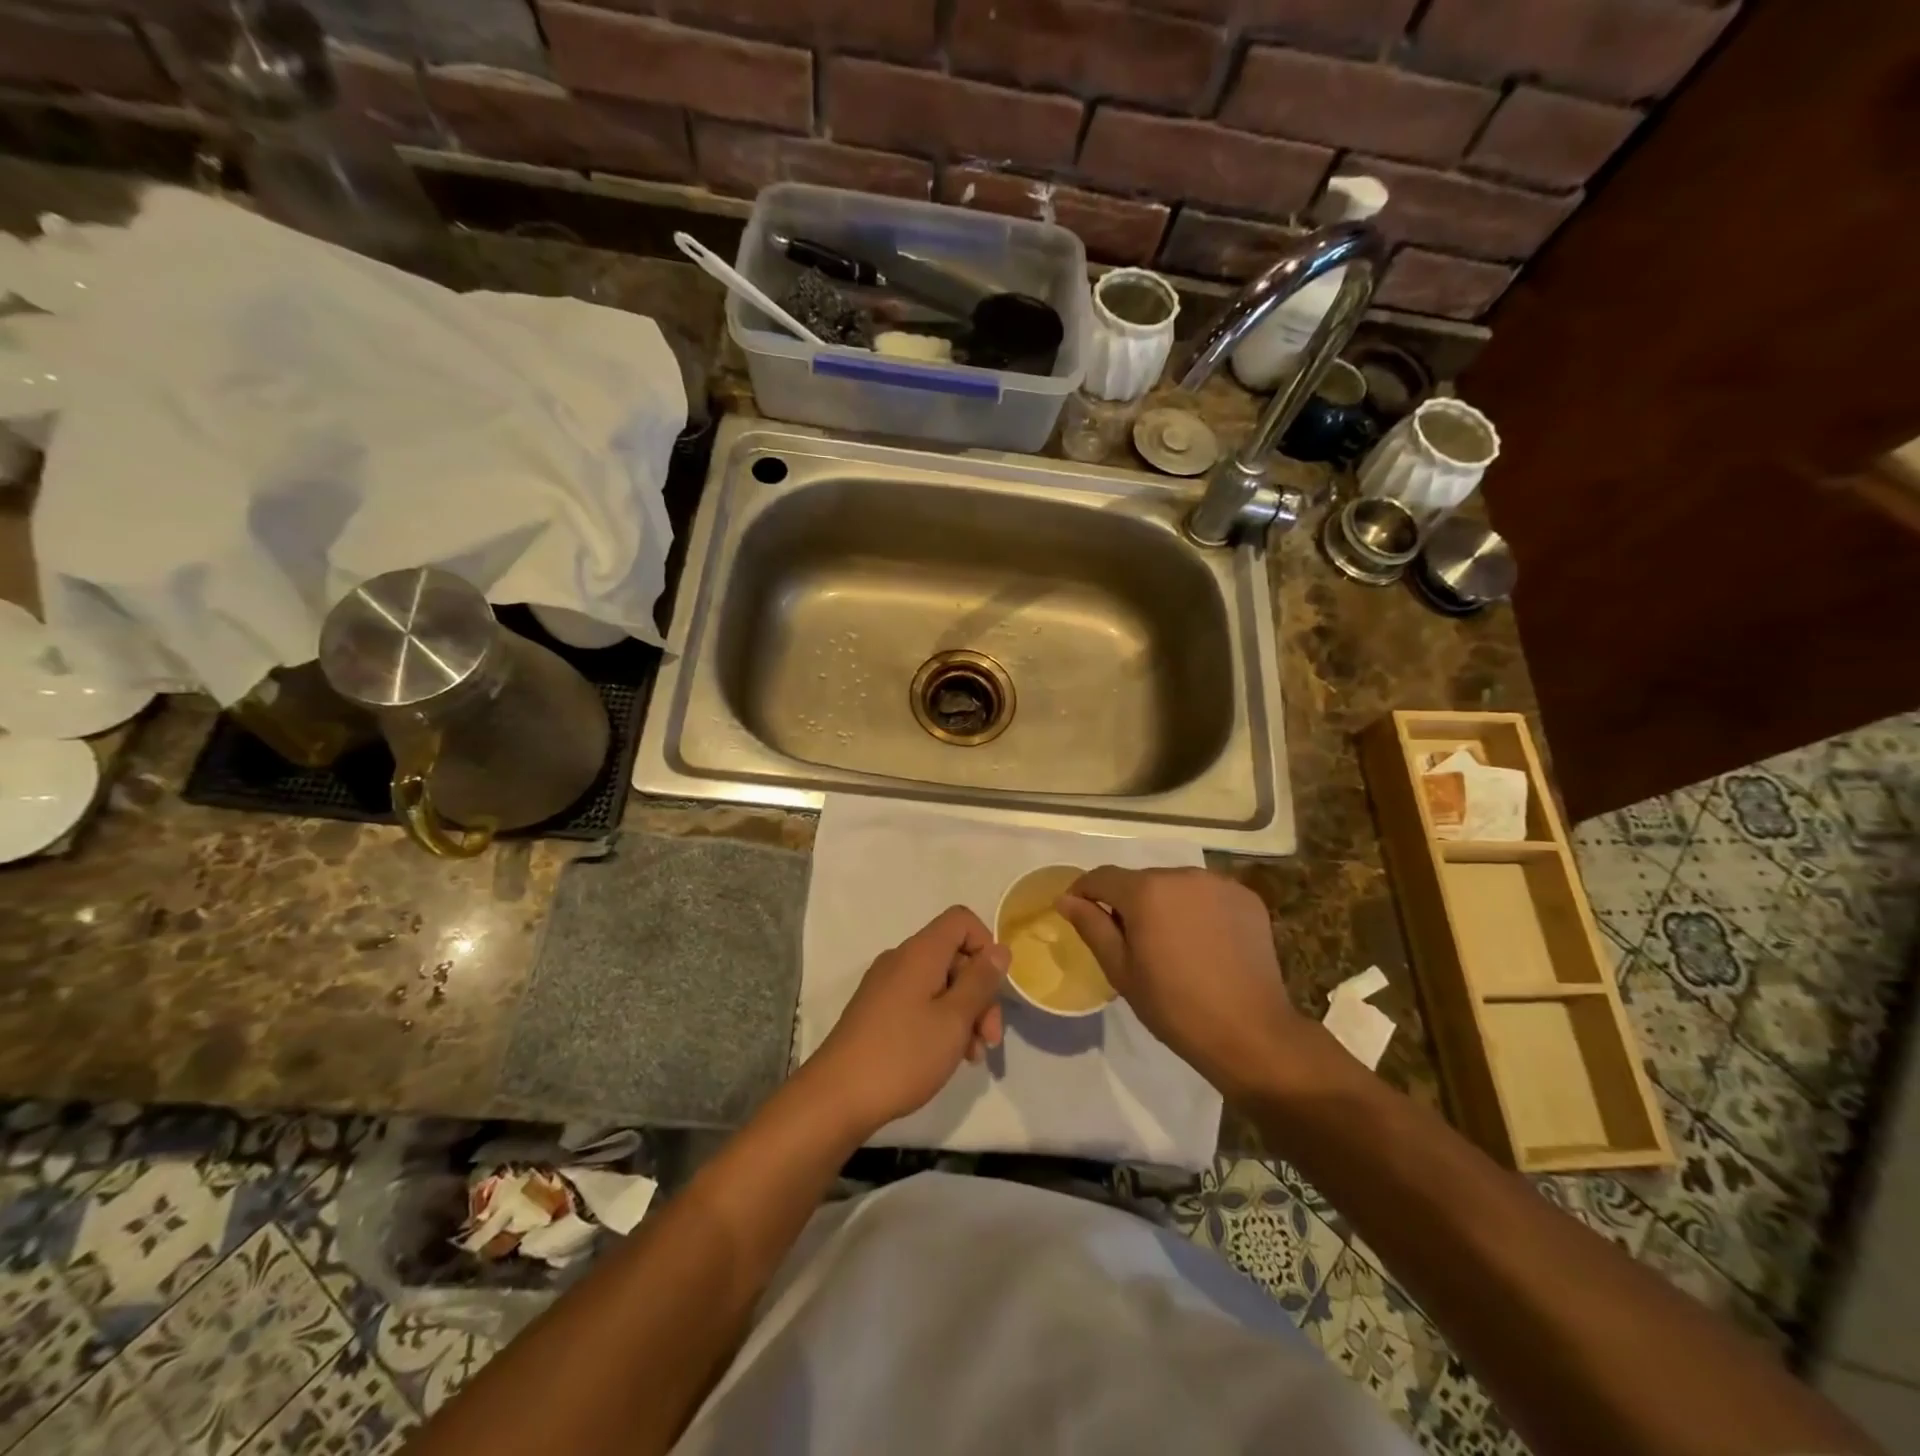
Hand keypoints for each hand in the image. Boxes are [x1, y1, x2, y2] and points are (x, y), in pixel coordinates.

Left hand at [806, 906, 1008, 1135]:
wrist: (837, 1097)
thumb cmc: (903, 1054)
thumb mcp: (954, 1019)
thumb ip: (980, 981)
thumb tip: (999, 949)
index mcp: (920, 952)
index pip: (961, 920)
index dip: (985, 945)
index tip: (994, 986)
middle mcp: (901, 959)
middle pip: (953, 956)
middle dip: (979, 992)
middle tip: (989, 1039)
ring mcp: (886, 985)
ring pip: (939, 983)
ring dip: (963, 1013)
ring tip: (971, 1056)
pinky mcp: (877, 1011)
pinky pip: (919, 1001)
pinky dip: (940, 1021)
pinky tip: (947, 1056)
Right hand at [1056, 867, 1310, 1095]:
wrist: (1250, 1032)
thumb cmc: (1174, 1006)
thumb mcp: (1121, 970)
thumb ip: (1092, 926)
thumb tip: (1066, 899)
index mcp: (1146, 891)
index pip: (1102, 877)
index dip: (1084, 892)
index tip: (1079, 913)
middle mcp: (1182, 875)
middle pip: (1141, 880)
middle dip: (1129, 903)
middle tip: (1130, 942)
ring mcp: (1218, 884)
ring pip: (1175, 886)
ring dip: (1164, 905)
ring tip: (1170, 943)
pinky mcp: (1246, 898)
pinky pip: (1207, 895)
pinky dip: (1197, 910)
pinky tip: (1203, 942)